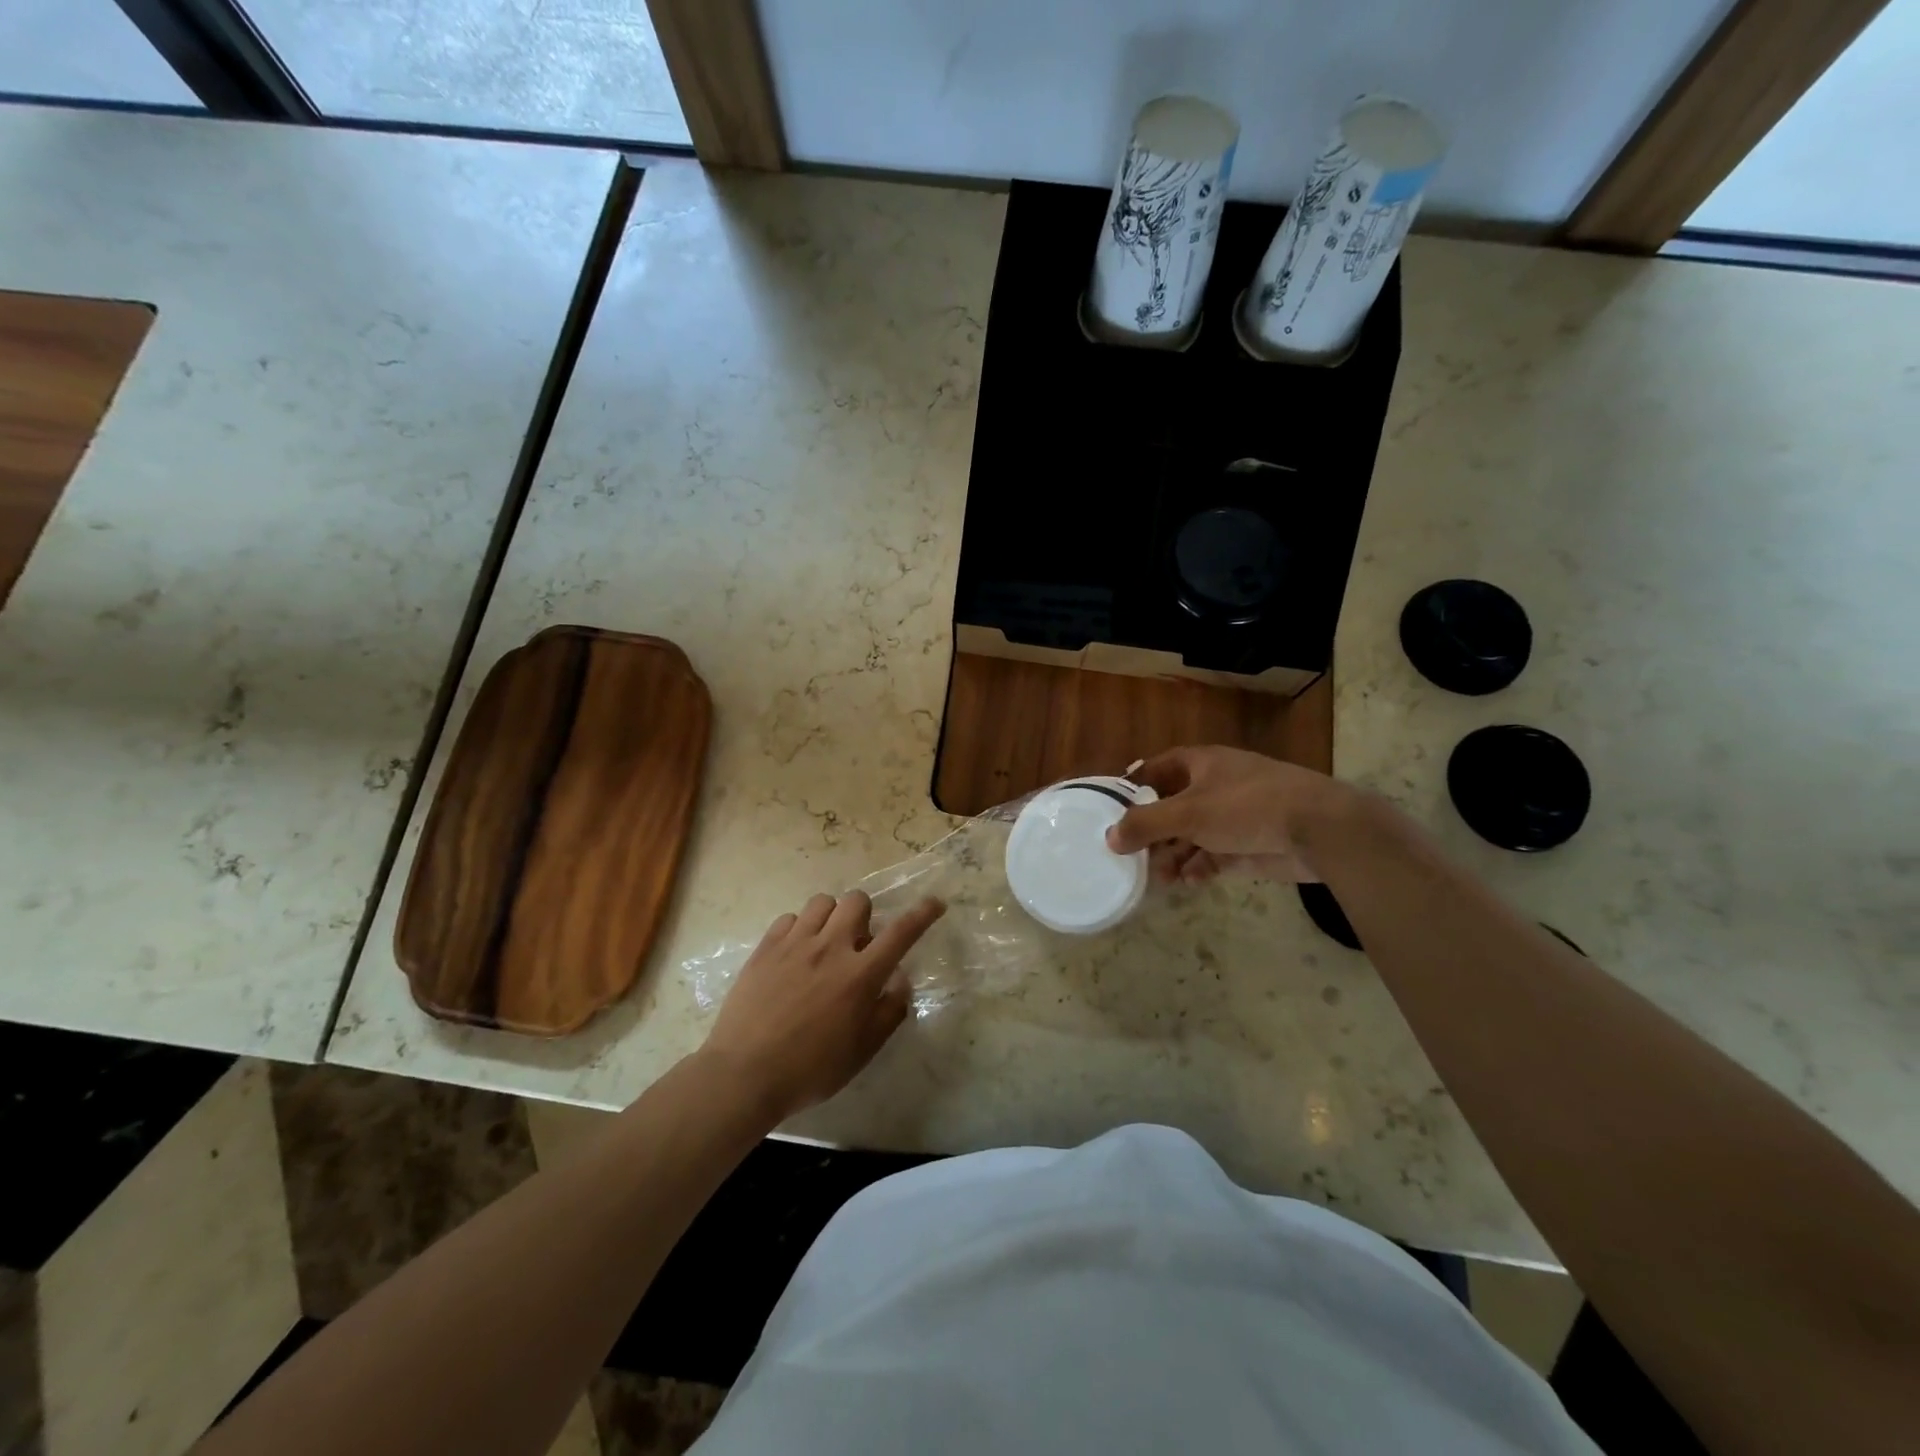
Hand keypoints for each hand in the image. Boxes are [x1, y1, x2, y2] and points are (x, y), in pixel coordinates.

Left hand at [700, 890, 945, 1122]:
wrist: (744, 1073)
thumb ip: (889, 1012)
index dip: (922, 914)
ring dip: (832, 917)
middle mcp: (831, 948)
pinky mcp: (766, 947)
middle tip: (858, 943)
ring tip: (825, 943)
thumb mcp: (862, 1051)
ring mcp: (795, 943)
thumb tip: (900, 981)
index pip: (901, 932)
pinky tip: (795, 953)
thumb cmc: (811, 1069)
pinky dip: (799, 929)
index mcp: (860, 975)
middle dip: (865, 915)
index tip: (935, 903)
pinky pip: (790, 918)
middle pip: (857, 901)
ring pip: (822, 902)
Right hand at [1106, 745, 1352, 884]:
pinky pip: (1214, 857)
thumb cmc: (1246, 806)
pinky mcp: (1250, 846)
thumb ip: (1145, 825)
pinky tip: (1189, 882)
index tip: (1114, 806)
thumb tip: (1110, 837)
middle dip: (1153, 832)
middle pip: (1173, 807)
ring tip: (1159, 878)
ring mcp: (1235, 818)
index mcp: (1203, 764)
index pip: (1160, 767)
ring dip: (1173, 855)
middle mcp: (1216, 787)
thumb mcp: (1188, 813)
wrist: (1318, 830)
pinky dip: (1198, 868)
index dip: (1137, 783)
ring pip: (1192, 836)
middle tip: (1133, 856)